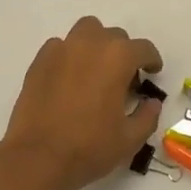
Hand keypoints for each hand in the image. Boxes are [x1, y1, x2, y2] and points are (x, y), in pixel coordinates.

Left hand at [0, 17, 163, 189]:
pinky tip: (68, 78)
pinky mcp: (40, 60)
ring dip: (96, 44)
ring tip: (95, 70)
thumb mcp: (130, 139)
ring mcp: (62, 49)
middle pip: (115, 36)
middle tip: (122, 79)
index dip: (151, 60)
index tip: (152, 72)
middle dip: (123, 53)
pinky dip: (69, 55)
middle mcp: (91, 43)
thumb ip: (147, 116)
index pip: (143, 48)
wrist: (38, 157)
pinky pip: (61, 46)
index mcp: (118, 58)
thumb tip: (152, 102)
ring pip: (86, 31)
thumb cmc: (89, 147)